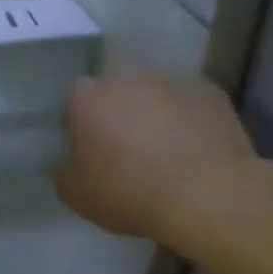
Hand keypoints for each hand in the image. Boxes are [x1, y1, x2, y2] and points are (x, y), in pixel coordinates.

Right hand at [53, 74, 268, 247]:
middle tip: (126, 144)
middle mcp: (126, 76)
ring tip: (165, 146)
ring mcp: (170, 79)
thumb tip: (64, 163)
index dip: (80, 120)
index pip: (74, 98)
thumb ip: (63, 172)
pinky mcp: (209, 90)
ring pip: (154, 90)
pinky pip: (190, 100)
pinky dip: (188, 116)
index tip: (89, 145)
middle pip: (115, 87)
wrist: (209, 196)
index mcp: (87, 97)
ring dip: (154, 109)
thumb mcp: (78, 196)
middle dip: (118, 108)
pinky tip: (195, 146)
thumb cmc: (132, 193)